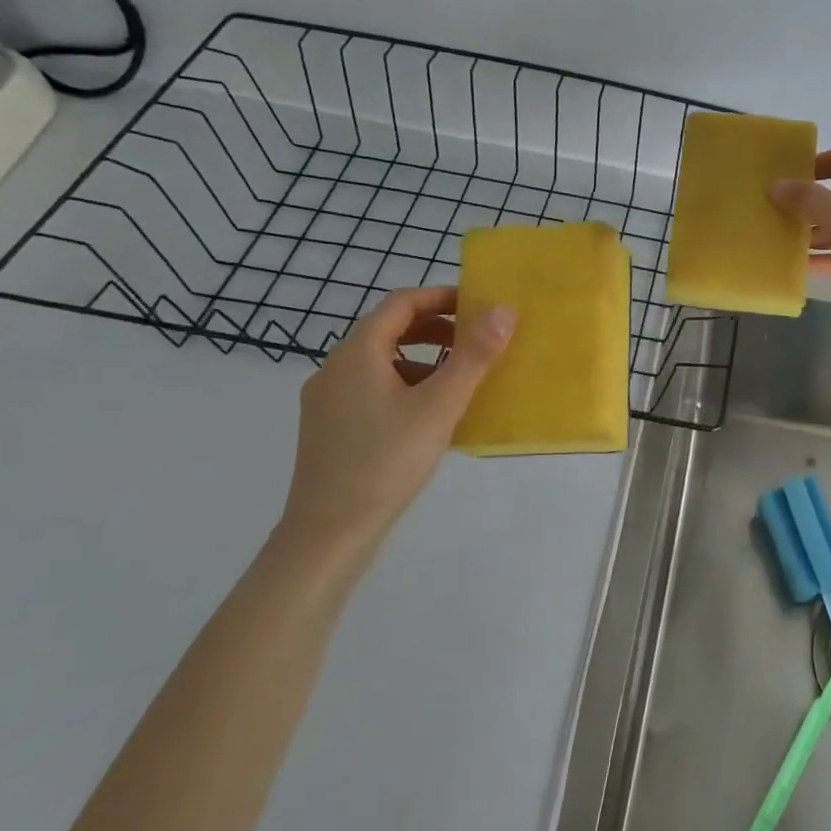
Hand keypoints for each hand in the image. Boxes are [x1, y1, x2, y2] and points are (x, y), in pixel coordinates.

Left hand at [275, 287, 514, 563]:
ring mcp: (326, 400)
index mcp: (357, 353)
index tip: (477, 305)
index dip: (440, 297)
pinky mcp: (328, 428)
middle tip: (474, 342)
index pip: (400, 303)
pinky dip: (404, 386)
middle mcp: (334, 368)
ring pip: (380, 362)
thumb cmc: (387, 461)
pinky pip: (370, 389)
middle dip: (435, 329)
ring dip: (422, 360)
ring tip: (458, 381)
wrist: (328, 533)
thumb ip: (474, 356)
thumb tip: (504, 310)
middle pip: (388, 330)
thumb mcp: (440, 406)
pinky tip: (428, 417)